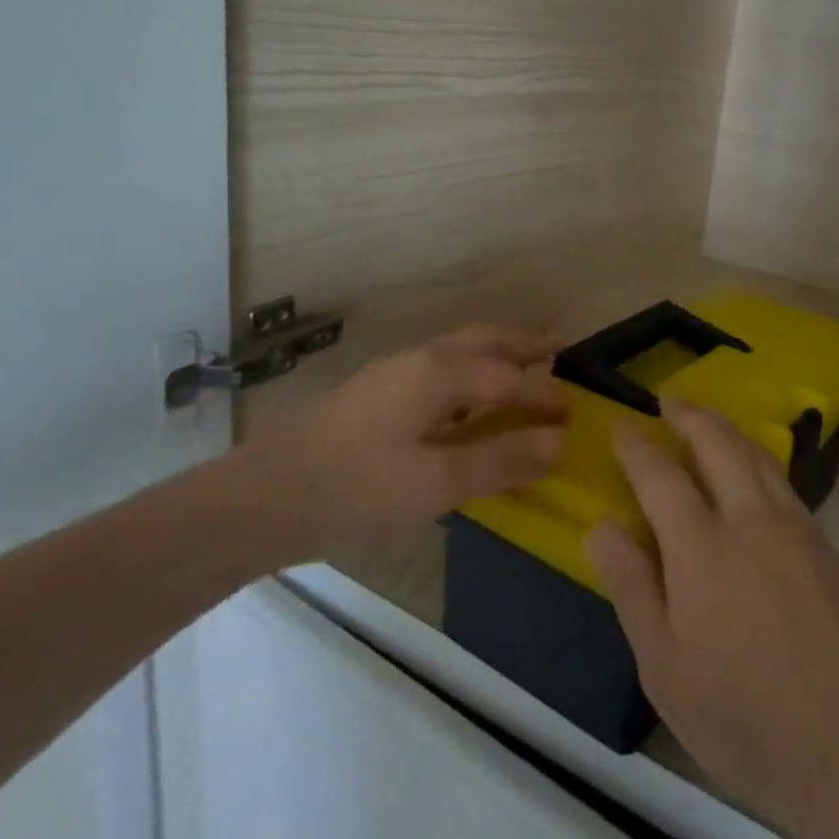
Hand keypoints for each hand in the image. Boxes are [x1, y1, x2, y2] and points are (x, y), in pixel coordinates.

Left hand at [231, 324, 566, 566]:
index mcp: (440, 374)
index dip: (546, 395)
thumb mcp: (437, 484)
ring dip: (497, 351)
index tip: (577, 411)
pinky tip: (465, 399)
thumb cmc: (356, 490)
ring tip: (523, 365)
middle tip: (560, 349)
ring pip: (459, 348)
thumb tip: (559, 442)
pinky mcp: (374, 391)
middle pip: (486, 340)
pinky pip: (440, 365)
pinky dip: (471, 368)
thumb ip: (502, 460)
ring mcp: (392, 372)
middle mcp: (420, 359)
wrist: (261, 499)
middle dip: (526, 343)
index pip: (510, 377)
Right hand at [587, 401, 838, 836]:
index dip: (637, 446)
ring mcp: (797, 529)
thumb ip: (632, 588)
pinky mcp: (829, 548)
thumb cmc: (744, 717)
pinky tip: (756, 477)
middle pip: (719, 443)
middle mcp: (751, 520)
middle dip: (690, 415)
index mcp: (702, 548)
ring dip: (728, 431)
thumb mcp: (664, 667)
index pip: (661, 475)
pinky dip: (760, 462)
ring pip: (759, 456)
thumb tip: (600, 527)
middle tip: (670, 401)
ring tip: (709, 423)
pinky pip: (785, 484)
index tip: (620, 426)